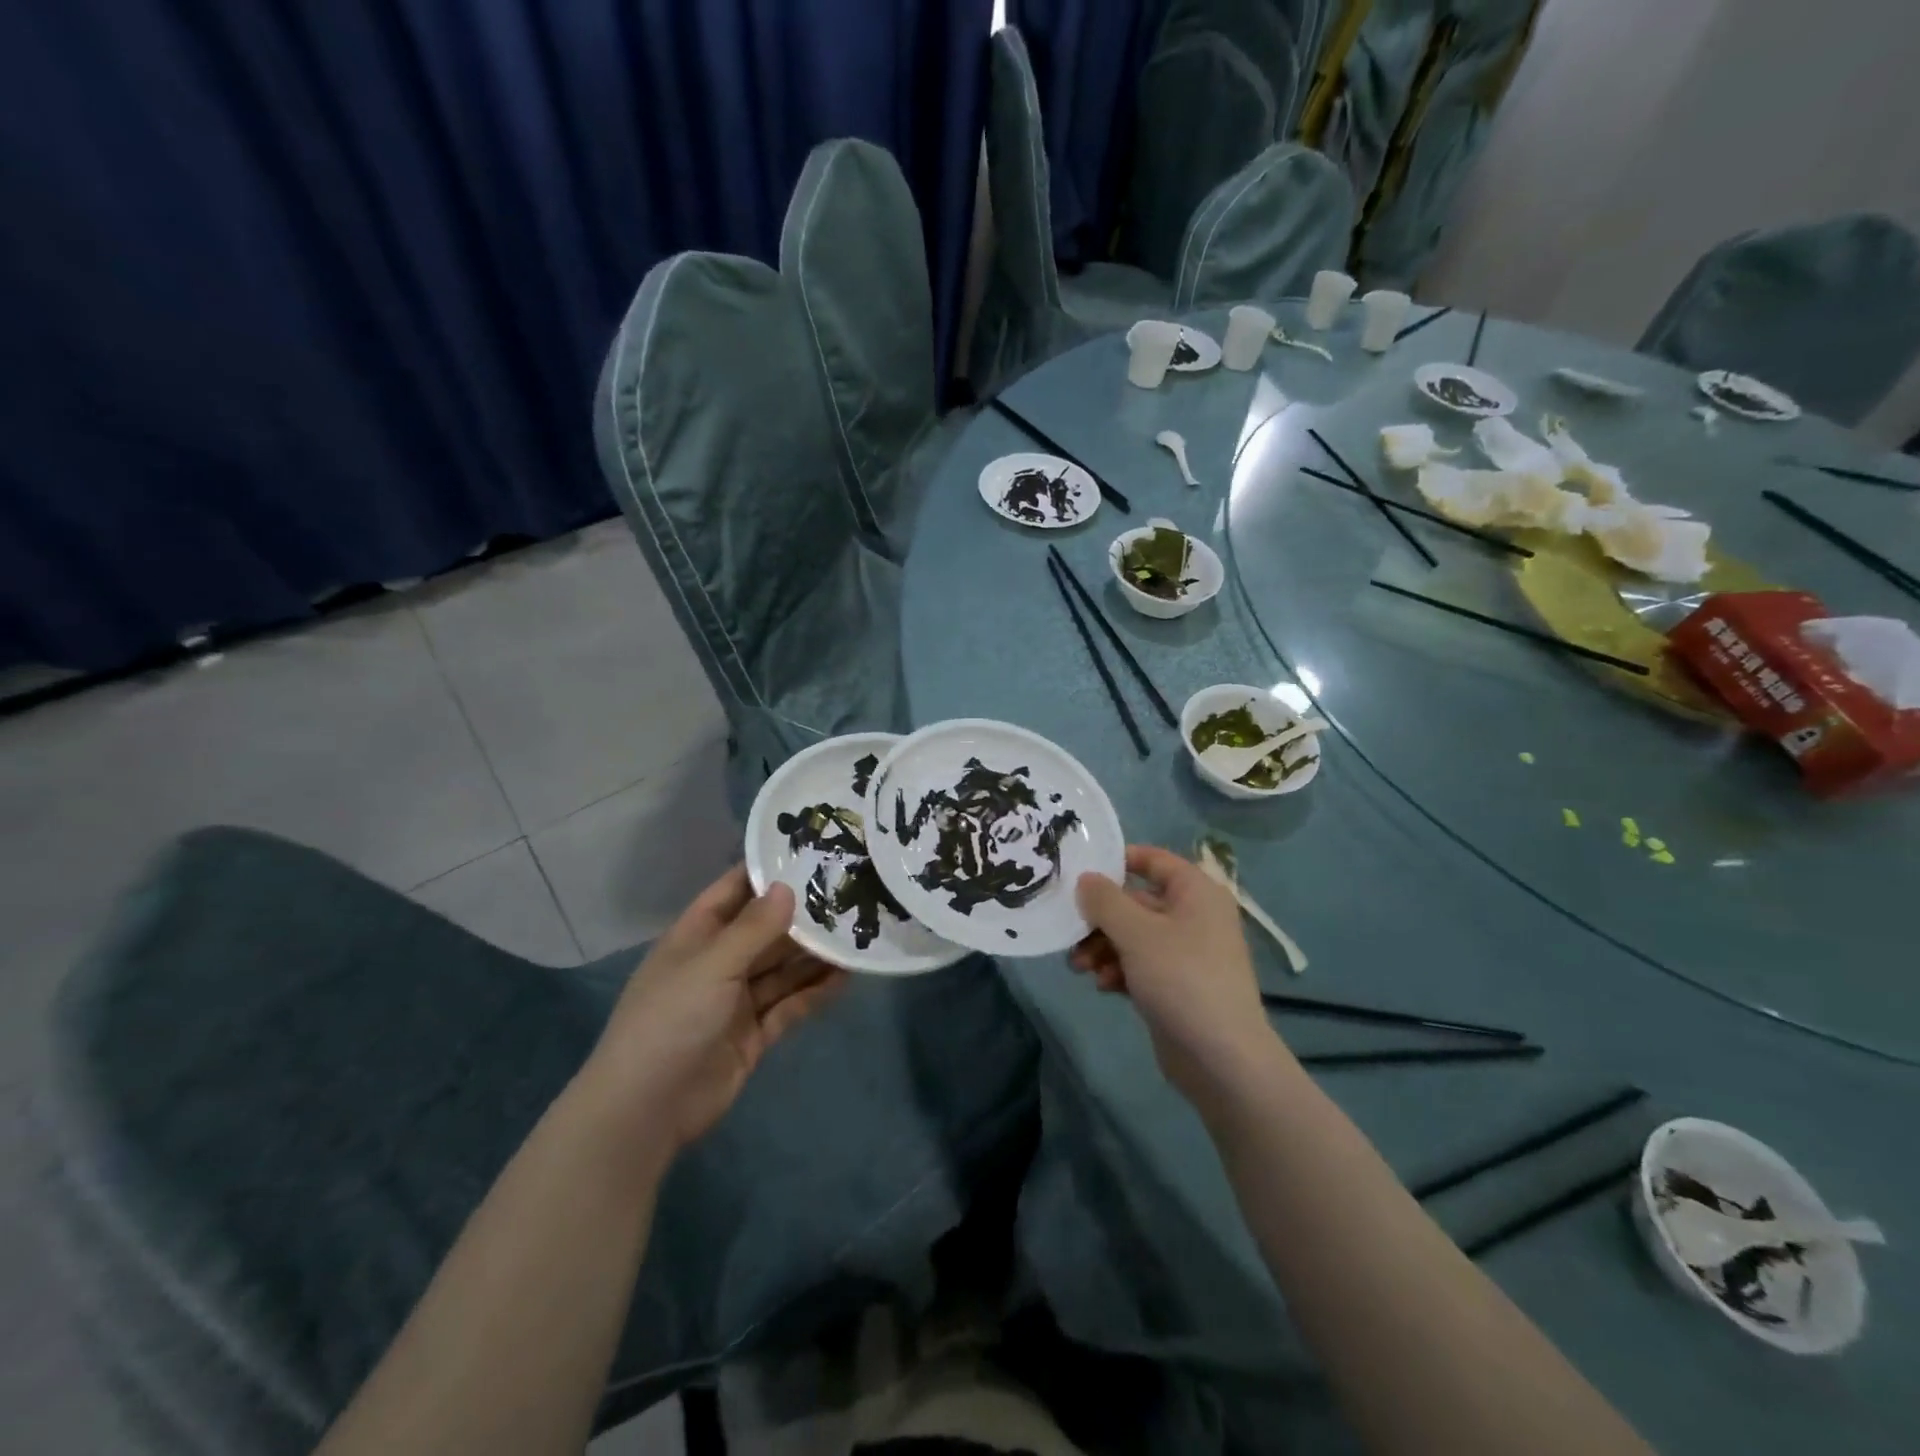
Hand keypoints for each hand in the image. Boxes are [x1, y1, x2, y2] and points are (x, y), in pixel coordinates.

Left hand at [582, 866, 846, 1157]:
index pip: (734, 891)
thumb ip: (754, 928)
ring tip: (858, 933)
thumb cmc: (671, 1020)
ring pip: (782, 969)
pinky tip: (846, 977)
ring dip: (815, 954)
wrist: (646, 1110)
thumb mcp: (712, 965)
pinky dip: (815, 992)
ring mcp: (736, 1001)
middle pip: (766, 931)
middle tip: (849, 893)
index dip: (766, 872)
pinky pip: (790, 1005)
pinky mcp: (753, 1034)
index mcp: (696, 936)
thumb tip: (788, 886)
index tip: (809, 851)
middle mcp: (718, 962)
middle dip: (802, 915)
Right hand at [1071, 845, 1280, 1105]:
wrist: (1222, 1059)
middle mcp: (1194, 916)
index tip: (1081, 872)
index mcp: (1196, 892)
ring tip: (1080, 967)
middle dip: (1100, 918)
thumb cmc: (1181, 978)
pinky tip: (1103, 986)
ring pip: (1134, 936)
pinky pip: (1141, 965)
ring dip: (1104, 947)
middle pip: (1137, 902)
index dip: (1118, 860)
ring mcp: (1187, 953)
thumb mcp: (1136, 932)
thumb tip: (1086, 878)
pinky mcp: (1178, 986)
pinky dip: (1120, 970)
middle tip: (1070, 933)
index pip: (1154, 860)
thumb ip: (1105, 901)